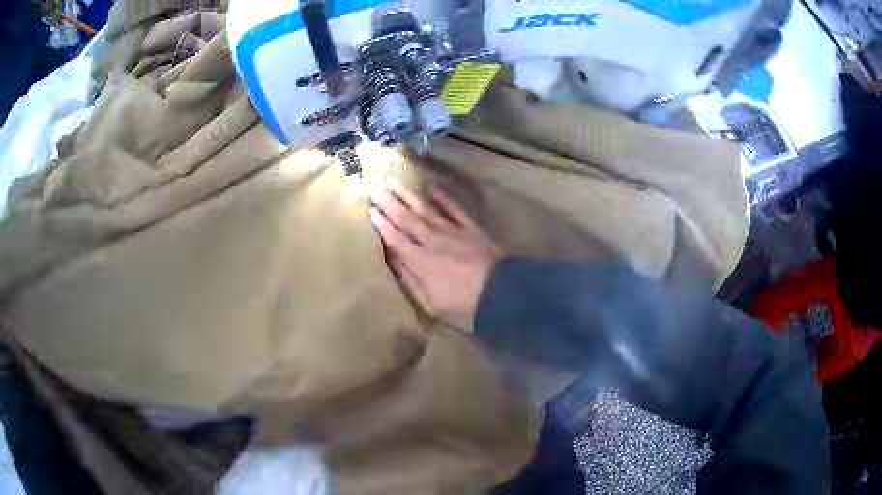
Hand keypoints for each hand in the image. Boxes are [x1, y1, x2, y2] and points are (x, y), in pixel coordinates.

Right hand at [369, 181, 502, 331]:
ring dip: (409, 195)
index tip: (370, 211)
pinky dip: (442, 198)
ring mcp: (453, 232)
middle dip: (389, 204)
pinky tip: (431, 188)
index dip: (382, 225)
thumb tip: (394, 262)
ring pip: (427, 209)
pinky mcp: (471, 229)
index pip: (397, 240)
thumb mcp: (432, 305)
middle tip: (374, 188)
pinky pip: (454, 209)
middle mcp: (434, 242)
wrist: (504, 296)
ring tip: (394, 181)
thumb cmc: (465, 308)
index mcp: (422, 263)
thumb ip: (411, 282)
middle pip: (407, 220)